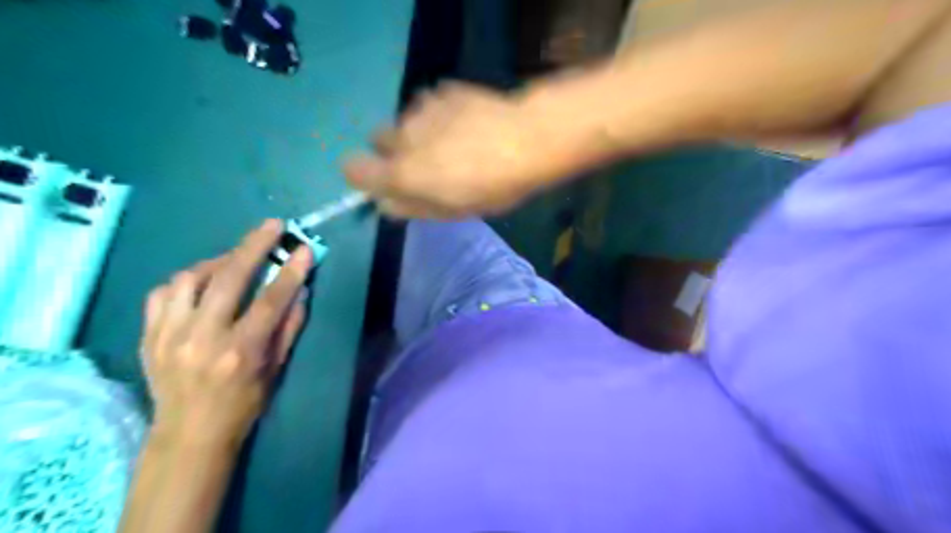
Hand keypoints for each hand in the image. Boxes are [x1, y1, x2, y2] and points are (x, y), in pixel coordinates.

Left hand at [139, 218, 309, 442]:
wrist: (189, 435)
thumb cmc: (243, 404)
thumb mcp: (276, 369)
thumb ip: (289, 328)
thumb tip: (300, 291)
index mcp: (240, 351)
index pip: (270, 301)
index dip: (290, 271)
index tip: (304, 247)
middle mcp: (202, 338)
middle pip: (229, 278)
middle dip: (253, 246)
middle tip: (271, 226)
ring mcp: (169, 335)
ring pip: (190, 279)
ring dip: (218, 261)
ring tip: (235, 258)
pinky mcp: (148, 336)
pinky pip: (163, 293)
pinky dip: (186, 280)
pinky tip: (201, 281)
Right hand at [347, 82, 583, 219]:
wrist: (527, 140)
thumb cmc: (492, 187)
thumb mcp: (452, 211)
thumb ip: (412, 207)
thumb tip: (386, 203)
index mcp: (401, 172)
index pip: (352, 169)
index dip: (364, 177)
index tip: (385, 183)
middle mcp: (402, 136)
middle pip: (379, 141)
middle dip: (395, 153)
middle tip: (428, 164)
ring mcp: (422, 109)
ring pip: (405, 122)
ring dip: (419, 133)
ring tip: (454, 142)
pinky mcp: (442, 90)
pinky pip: (428, 105)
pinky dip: (438, 115)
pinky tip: (466, 124)